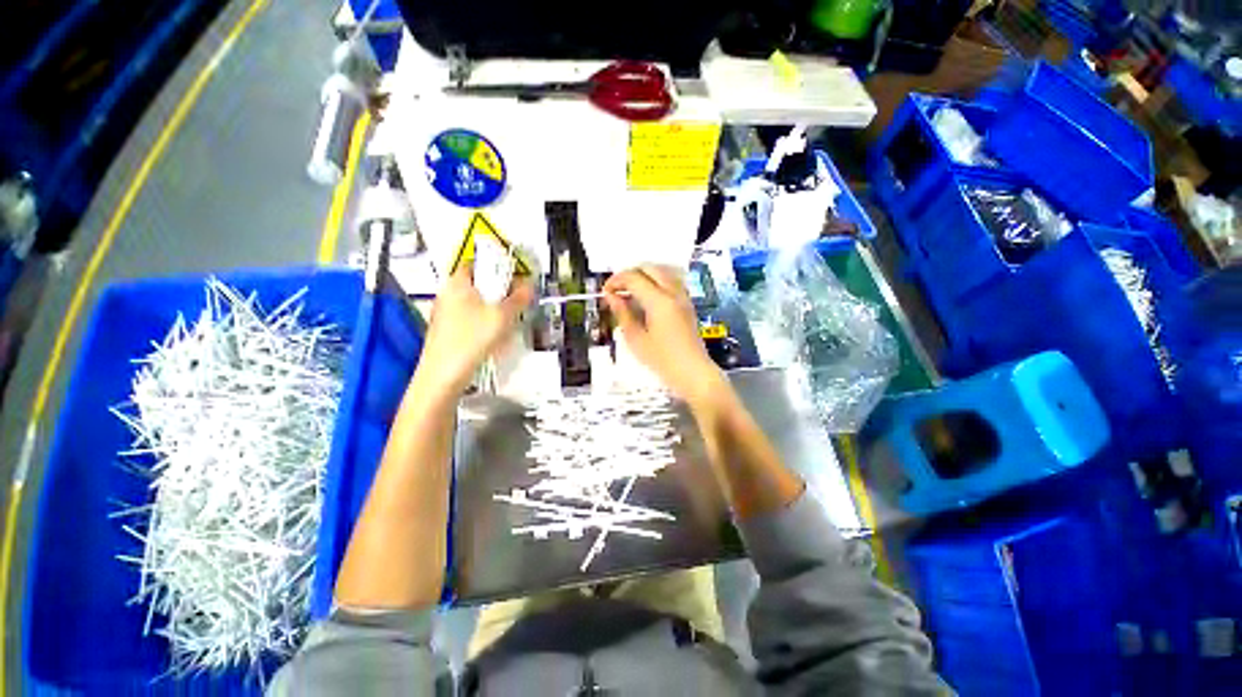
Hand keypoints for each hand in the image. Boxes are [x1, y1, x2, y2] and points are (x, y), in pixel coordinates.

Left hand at [415, 268, 532, 397]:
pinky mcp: (448, 329)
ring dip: (494, 308)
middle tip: (514, 303)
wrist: (444, 374)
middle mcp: (447, 293)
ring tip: (506, 322)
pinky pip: (471, 317)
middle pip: (479, 283)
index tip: (514, 279)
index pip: (478, 262)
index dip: (498, 267)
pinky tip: (493, 336)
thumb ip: (518, 299)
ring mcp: (445, 312)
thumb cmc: (470, 340)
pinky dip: (484, 321)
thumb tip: (529, 286)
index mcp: (457, 282)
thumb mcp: (502, 316)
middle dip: (499, 292)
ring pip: (476, 302)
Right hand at [604, 265, 723, 404]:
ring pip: (662, 271)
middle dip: (630, 273)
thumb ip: (623, 314)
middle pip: (649, 267)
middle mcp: (673, 292)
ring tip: (630, 293)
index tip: (605, 292)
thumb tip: (611, 296)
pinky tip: (647, 299)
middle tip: (617, 289)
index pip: (634, 277)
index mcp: (659, 300)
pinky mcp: (687, 303)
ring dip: (644, 275)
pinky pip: (671, 281)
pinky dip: (656, 282)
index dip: (616, 280)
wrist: (693, 373)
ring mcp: (683, 296)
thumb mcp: (636, 339)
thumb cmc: (663, 360)